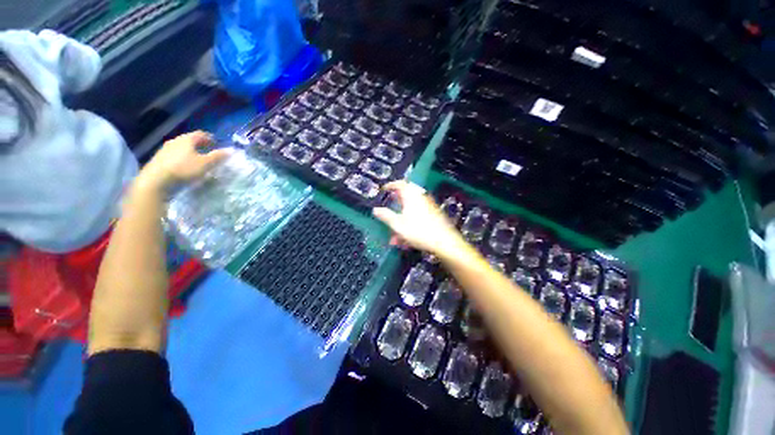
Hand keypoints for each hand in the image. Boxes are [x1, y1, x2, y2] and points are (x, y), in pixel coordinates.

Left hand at [138, 131, 230, 189]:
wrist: (156, 179)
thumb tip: (230, 150)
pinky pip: (174, 154)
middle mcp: (175, 141)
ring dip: (190, 151)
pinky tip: (184, 165)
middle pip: (190, 139)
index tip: (215, 143)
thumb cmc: (184, 169)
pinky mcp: (159, 158)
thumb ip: (218, 157)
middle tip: (207, 150)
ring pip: (181, 147)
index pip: (200, 134)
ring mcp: (165, 149)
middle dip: (199, 144)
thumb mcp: (205, 164)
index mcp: (187, 139)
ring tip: (196, 159)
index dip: (209, 138)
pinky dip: (181, 157)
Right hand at [372, 180, 466, 256]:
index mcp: (411, 196)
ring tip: (395, 236)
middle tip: (388, 210)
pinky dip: (410, 223)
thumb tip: (376, 210)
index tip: (383, 190)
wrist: (444, 242)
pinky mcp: (433, 215)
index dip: (390, 185)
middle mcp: (420, 198)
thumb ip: (386, 216)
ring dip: (401, 220)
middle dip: (395, 205)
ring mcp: (428, 206)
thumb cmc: (418, 231)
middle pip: (405, 197)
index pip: (400, 184)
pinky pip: (418, 215)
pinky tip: (406, 238)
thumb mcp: (398, 225)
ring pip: (411, 209)